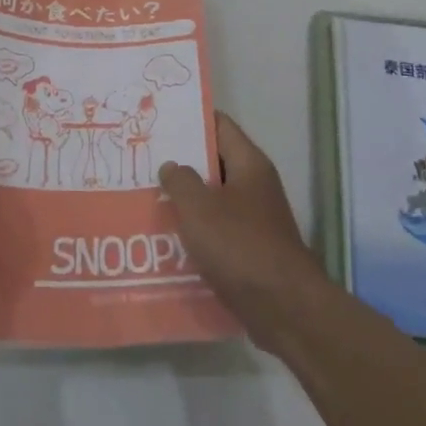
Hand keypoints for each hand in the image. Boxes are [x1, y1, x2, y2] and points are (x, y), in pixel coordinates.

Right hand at [159, 113, 323, 344]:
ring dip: (186, 201)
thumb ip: (180, 181)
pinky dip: (196, 232)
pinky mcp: (250, 250)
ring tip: (147, 198)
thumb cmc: (239, 246)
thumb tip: (172, 165)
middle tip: (143, 160)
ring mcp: (255, 219)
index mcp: (249, 164)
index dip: (191, 119)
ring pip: (214, 200)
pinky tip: (166, 240)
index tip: (159, 120)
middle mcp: (255, 186)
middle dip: (182, 163)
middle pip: (215, 163)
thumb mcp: (200, 208)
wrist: (282, 306)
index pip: (220, 125)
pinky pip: (217, 231)